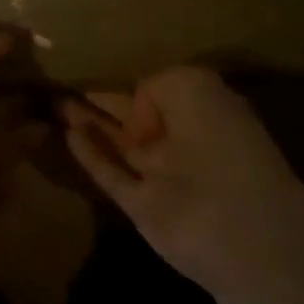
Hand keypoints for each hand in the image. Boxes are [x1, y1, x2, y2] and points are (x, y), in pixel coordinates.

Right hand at [65, 67, 303, 303]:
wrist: (248, 236)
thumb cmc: (224, 144)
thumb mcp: (192, 86)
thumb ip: (154, 87)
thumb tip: (136, 115)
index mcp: (204, 111)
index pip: (161, 90)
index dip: (137, 81)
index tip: (108, 67)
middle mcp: (182, 142)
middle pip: (135, 116)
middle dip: (105, 99)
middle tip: (66, 79)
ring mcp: (162, 178)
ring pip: (118, 143)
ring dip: (89, 121)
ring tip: (55, 99)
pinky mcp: (143, 208)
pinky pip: (110, 175)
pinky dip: (90, 155)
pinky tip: (67, 133)